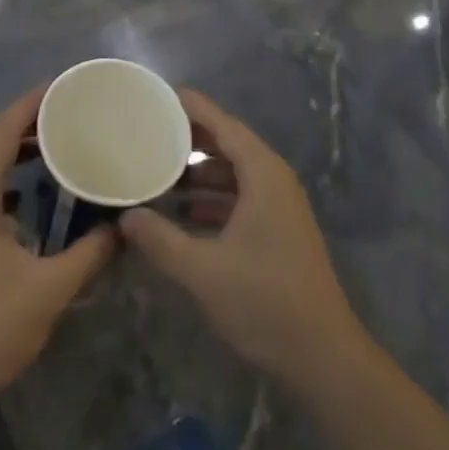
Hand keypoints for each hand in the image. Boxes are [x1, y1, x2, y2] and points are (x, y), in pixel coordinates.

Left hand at [0, 88, 116, 427]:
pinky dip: (0, 172)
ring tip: (50, 145)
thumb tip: (125, 226)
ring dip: (8, 144)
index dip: (31, 103)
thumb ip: (90, 253)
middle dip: (19, 118)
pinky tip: (27, 194)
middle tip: (60, 114)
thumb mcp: (48, 292)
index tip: (64, 87)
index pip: (1, 130)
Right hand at [119, 89, 367, 390]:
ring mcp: (278, 206)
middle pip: (228, 144)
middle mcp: (273, 179)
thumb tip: (125, 217)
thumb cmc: (265, 301)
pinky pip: (240, 197)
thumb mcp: (203, 270)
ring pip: (233, 173)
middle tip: (149, 132)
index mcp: (262, 173)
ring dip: (199, 173)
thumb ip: (161, 240)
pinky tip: (182, 213)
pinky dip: (212, 198)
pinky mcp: (277, 230)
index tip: (159, 94)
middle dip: (190, 139)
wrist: (323, 356)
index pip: (223, 123)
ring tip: (157, 173)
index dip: (192, 107)